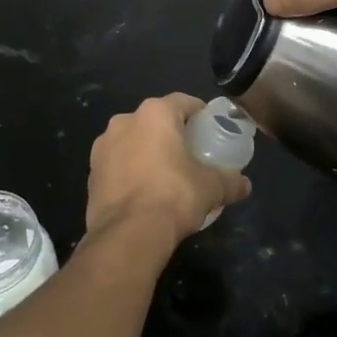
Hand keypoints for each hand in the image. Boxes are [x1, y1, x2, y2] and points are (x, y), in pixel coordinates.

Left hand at [87, 94, 251, 246]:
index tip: (210, 129)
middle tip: (190, 154)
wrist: (127, 234)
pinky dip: (130, 171)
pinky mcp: (91, 173)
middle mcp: (124, 121)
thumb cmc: (174, 196)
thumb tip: (244, 185)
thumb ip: (230, 182)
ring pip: (132, 141)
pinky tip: (143, 193)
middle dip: (171, 134)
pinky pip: (117, 164)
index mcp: (155, 114)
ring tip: (165, 176)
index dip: (199, 114)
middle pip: (155, 120)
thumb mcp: (212, 188)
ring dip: (147, 152)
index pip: (183, 102)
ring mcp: (102, 147)